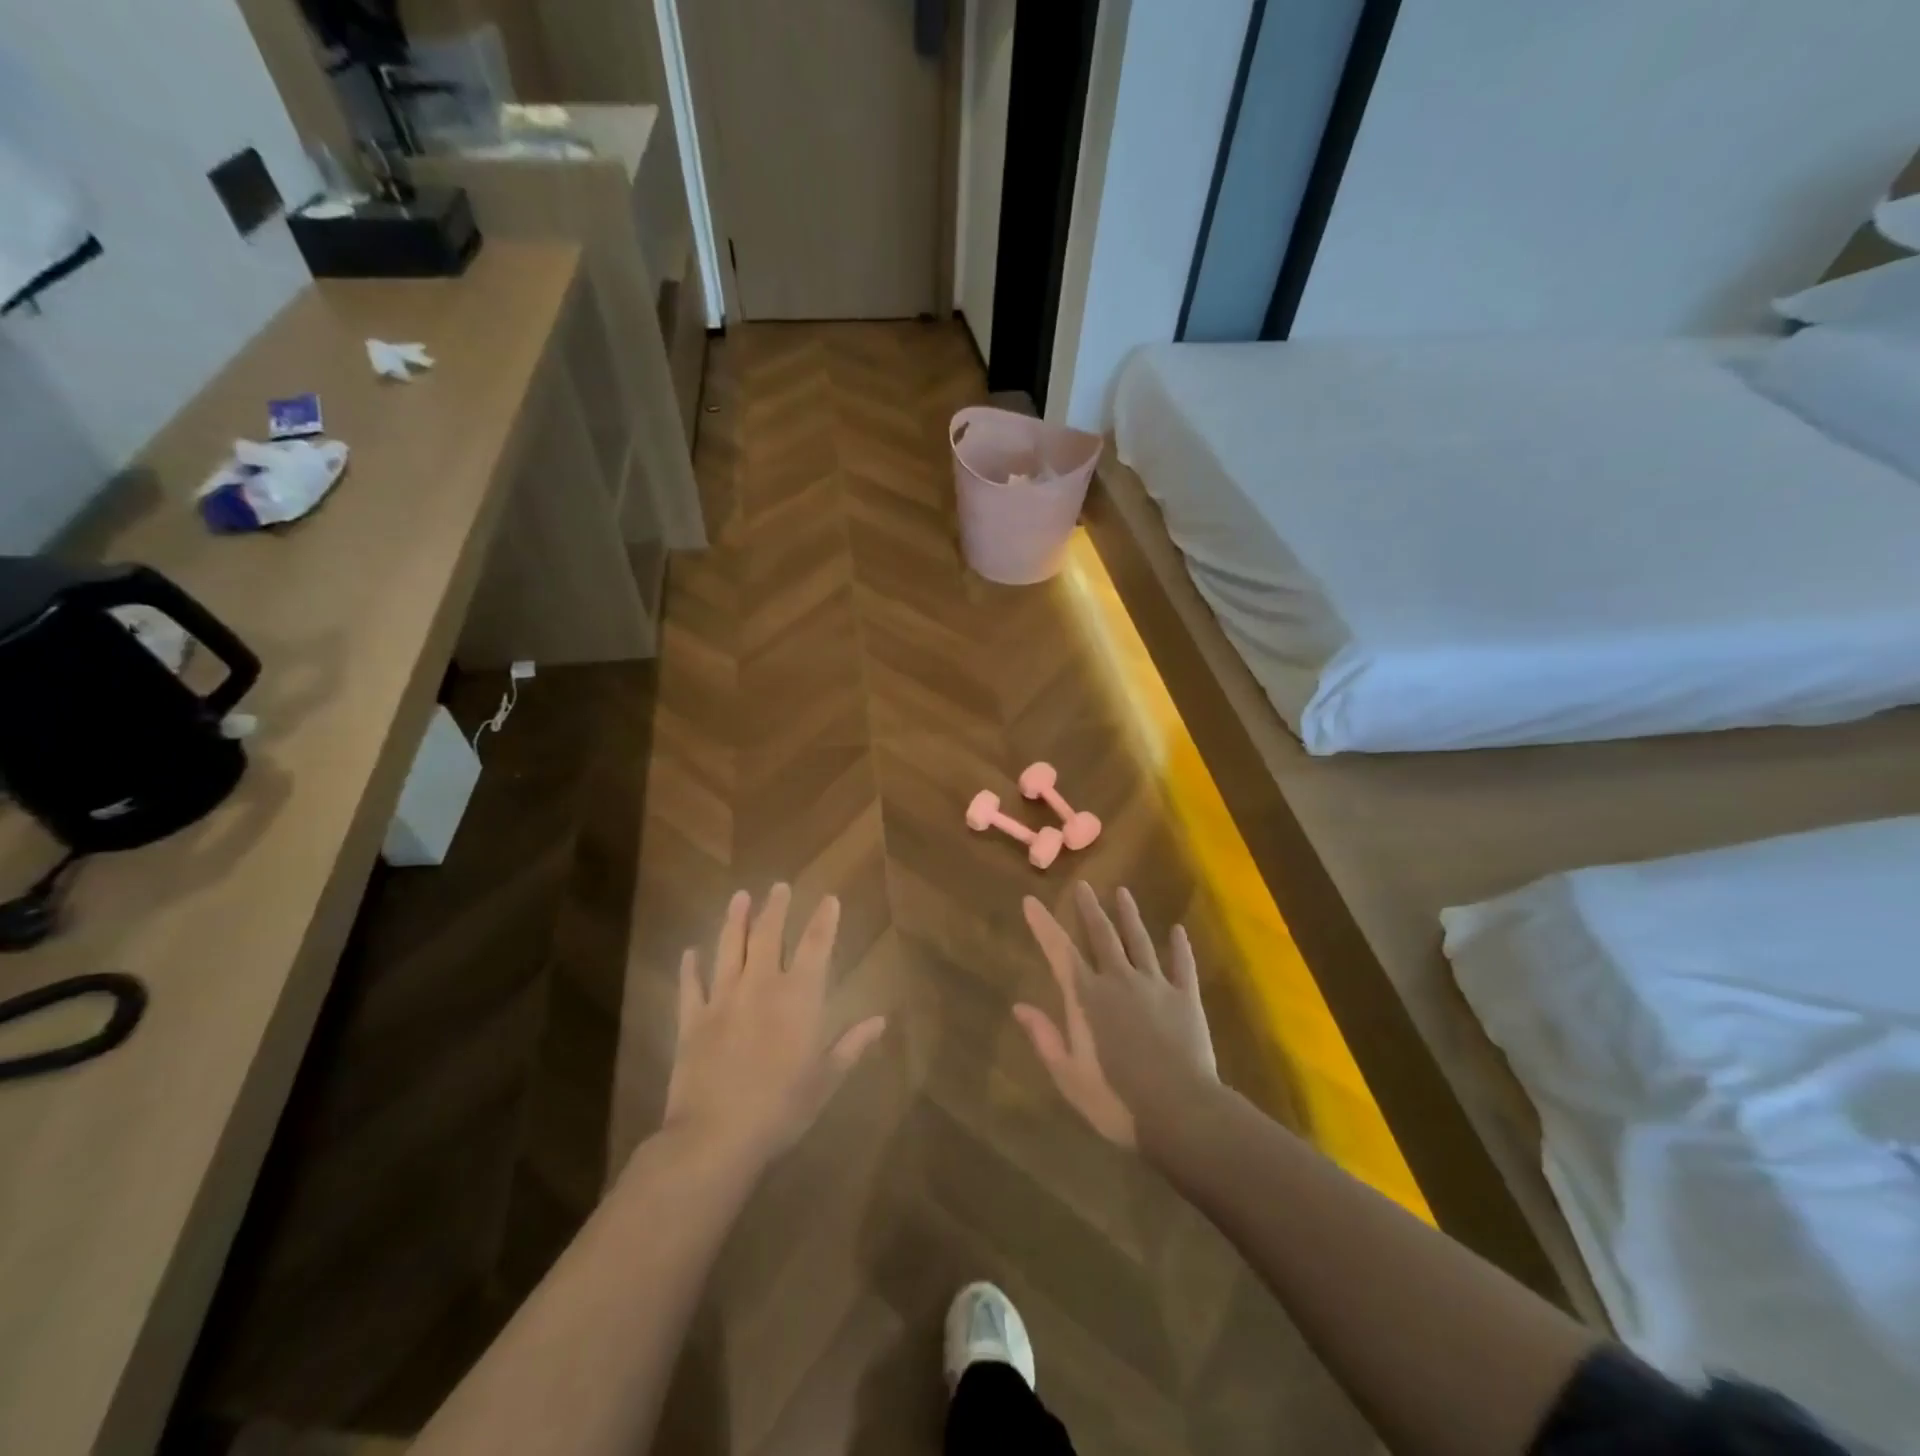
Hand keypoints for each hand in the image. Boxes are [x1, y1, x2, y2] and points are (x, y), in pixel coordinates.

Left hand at [664, 885, 887, 1163]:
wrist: (716, 1137)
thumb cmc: (781, 1109)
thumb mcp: (826, 1080)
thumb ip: (852, 1045)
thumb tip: (881, 1020)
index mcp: (799, 998)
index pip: (817, 946)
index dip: (824, 920)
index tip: (829, 899)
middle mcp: (761, 986)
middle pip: (769, 935)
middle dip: (776, 908)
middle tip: (779, 886)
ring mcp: (723, 999)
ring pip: (730, 948)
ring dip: (736, 921)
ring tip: (739, 897)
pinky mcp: (692, 1020)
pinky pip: (690, 985)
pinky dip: (691, 967)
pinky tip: (691, 952)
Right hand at [1016, 882, 1217, 1149]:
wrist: (1180, 1112)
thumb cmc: (1116, 1100)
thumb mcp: (1068, 1075)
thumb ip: (1045, 1037)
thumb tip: (1019, 1006)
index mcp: (1087, 998)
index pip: (1059, 951)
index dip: (1043, 924)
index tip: (1030, 900)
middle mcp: (1119, 980)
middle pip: (1102, 935)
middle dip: (1089, 909)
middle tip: (1083, 885)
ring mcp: (1155, 986)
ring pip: (1140, 941)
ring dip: (1130, 916)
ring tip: (1123, 892)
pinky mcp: (1186, 998)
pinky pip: (1182, 965)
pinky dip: (1180, 947)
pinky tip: (1179, 931)